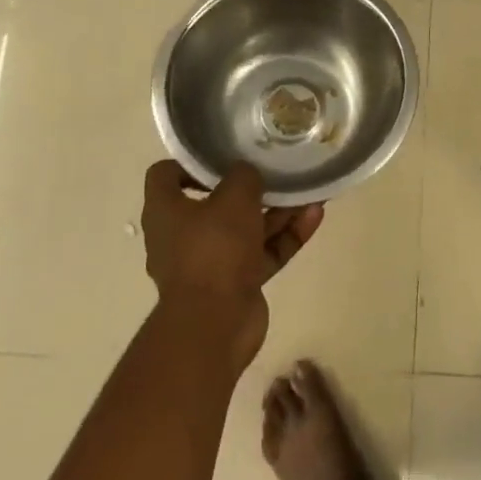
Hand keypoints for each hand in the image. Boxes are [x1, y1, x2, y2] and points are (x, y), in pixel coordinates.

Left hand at [141, 160, 323, 368]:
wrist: (216, 323)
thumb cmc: (214, 249)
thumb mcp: (234, 196)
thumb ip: (244, 176)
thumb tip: (248, 174)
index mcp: (165, 211)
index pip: (166, 175)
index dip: (190, 162)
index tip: (223, 156)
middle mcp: (182, 235)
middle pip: (215, 202)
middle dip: (249, 188)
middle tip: (275, 170)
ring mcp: (211, 262)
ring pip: (246, 228)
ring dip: (277, 211)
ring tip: (307, 191)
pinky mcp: (236, 283)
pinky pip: (263, 252)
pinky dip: (285, 236)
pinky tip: (314, 216)